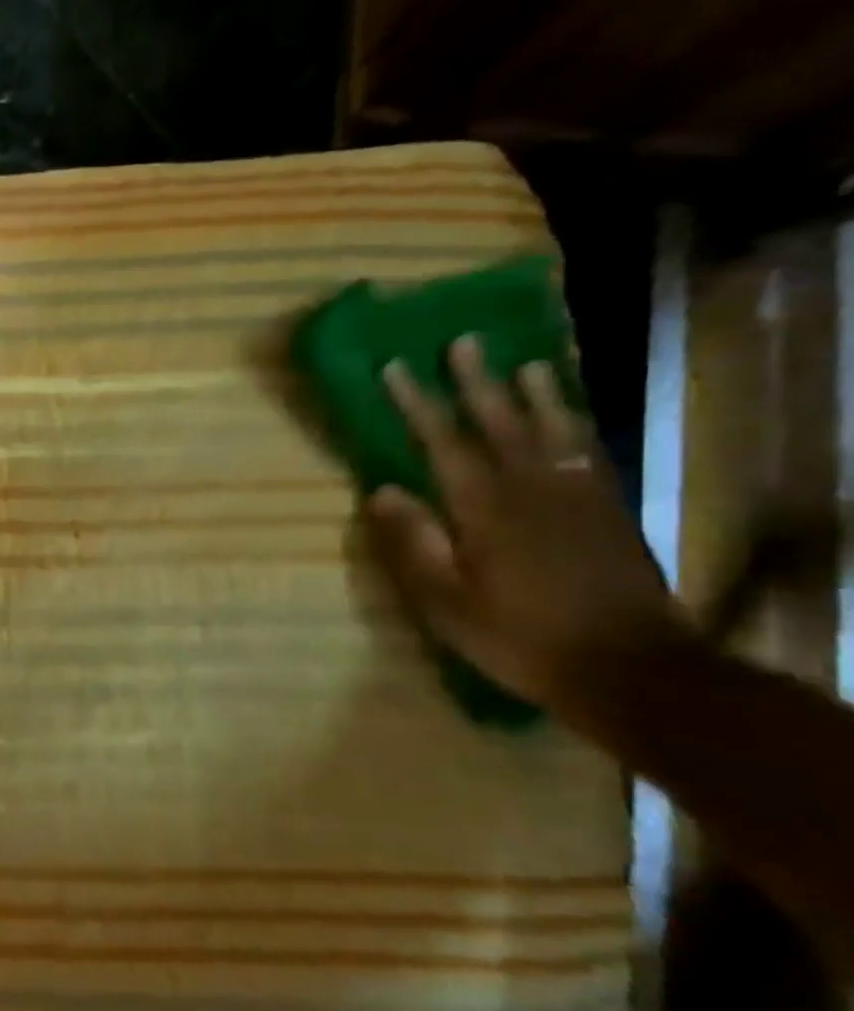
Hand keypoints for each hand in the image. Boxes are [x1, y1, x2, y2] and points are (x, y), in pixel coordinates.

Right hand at [366, 334, 689, 716]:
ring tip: (526, 364)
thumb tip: (381, 490)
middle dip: (477, 381)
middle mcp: (532, 488)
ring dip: (537, 394)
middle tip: (464, 343)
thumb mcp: (445, 602)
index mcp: (485, 508)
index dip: (417, 403)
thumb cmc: (519, 637)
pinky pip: (590, 454)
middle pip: (501, 422)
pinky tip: (570, 419)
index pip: (442, 442)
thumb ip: (413, 543)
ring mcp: (578, 497)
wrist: (629, 667)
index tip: (395, 367)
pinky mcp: (610, 512)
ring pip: (554, 430)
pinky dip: (577, 427)